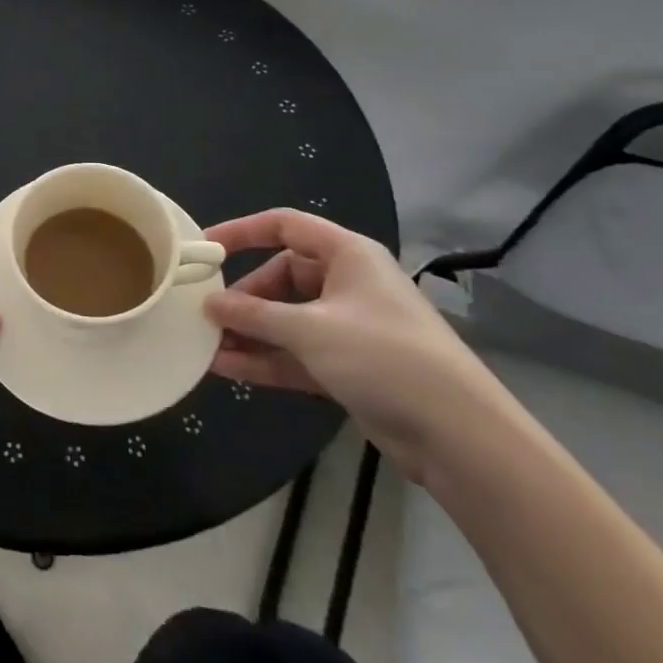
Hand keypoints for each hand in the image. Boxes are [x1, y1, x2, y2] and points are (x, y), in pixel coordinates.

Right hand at [202, 210, 517, 481]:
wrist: (459, 436)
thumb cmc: (384, 357)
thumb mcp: (309, 330)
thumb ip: (253, 315)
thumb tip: (208, 303)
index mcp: (346, 255)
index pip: (284, 226)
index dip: (242, 232)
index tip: (204, 249)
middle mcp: (346, 284)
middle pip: (281, 276)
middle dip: (243, 297)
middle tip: (205, 314)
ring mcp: (347, 327)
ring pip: (285, 319)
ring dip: (248, 332)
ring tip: (205, 344)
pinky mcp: (346, 366)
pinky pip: (294, 352)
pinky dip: (264, 358)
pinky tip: (225, 368)